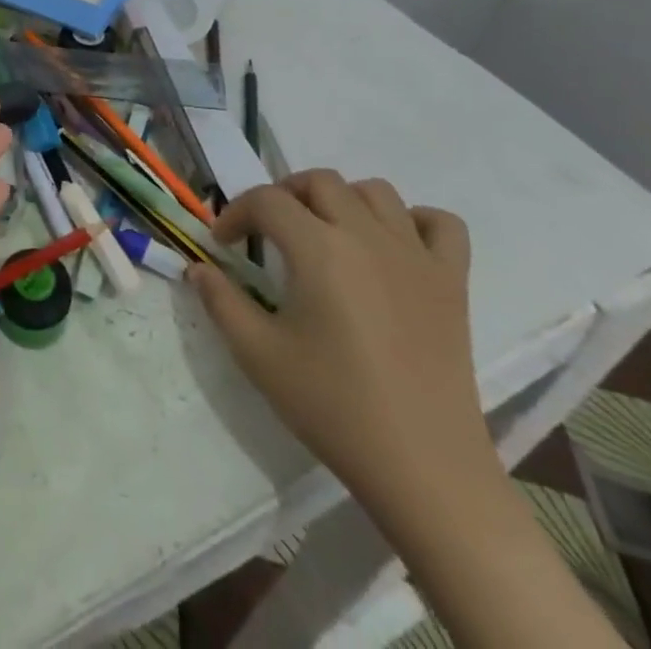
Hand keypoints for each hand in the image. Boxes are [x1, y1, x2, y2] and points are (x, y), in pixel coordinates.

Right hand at [190, 170, 491, 519]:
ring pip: (376, 191)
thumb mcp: (258, 355)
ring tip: (325, 233)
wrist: (424, 469)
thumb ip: (221, 301)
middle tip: (268, 232)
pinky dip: (414, 221)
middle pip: (319, 181)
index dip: (235, 213)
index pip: (267, 200)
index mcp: (319, 249)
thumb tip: (198, 268)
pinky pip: (441, 224)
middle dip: (284, 195)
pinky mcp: (452, 282)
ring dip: (342, 199)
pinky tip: (393, 246)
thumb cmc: (333, 407)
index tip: (223, 243)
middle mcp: (367, 236)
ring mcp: (416, 256)